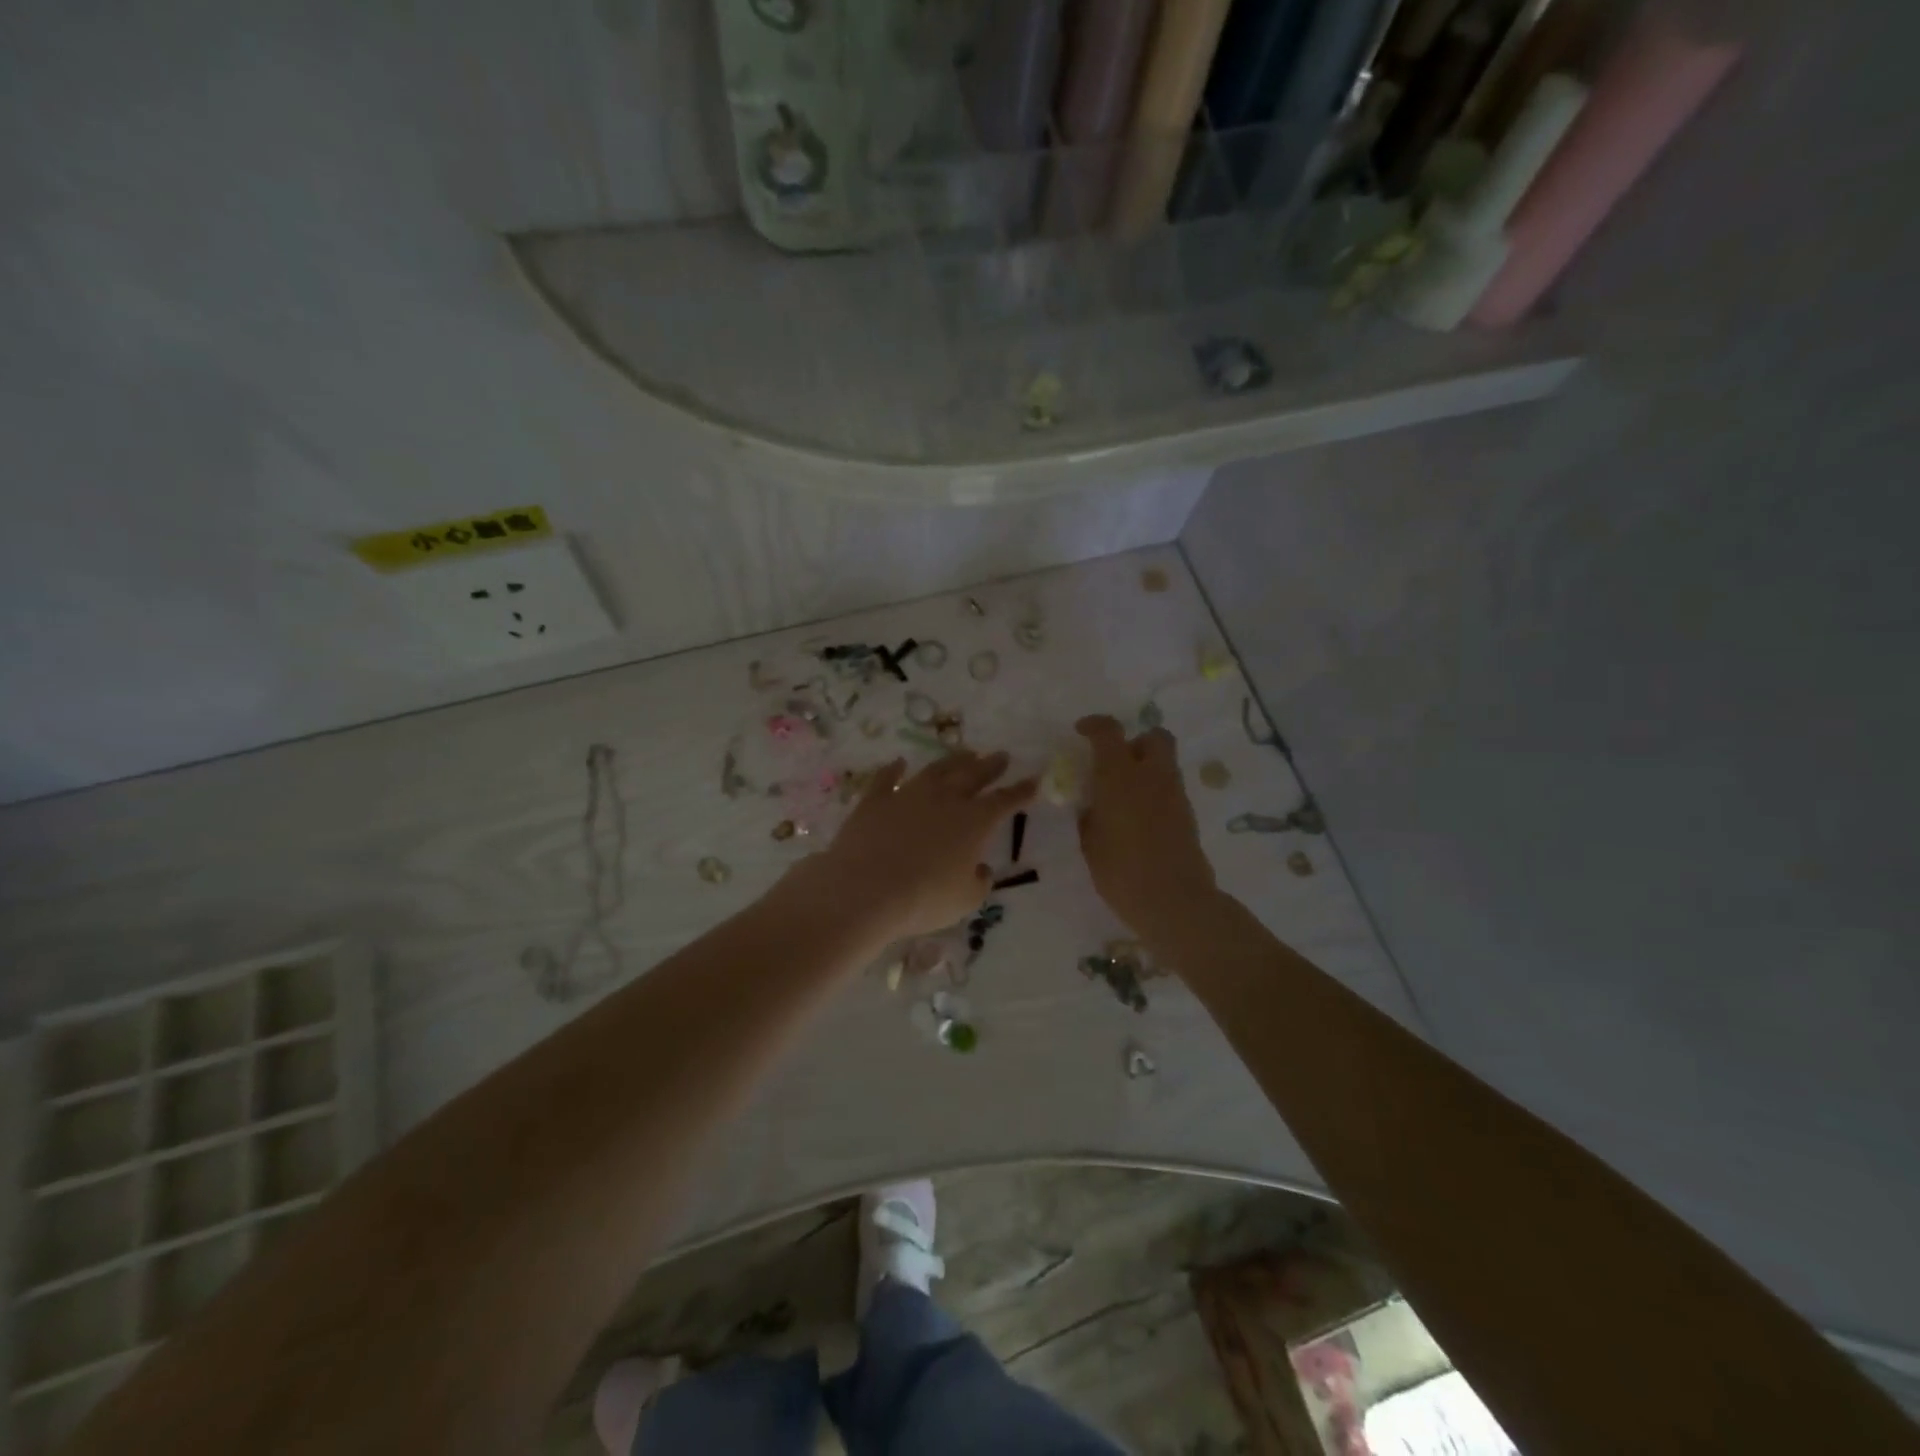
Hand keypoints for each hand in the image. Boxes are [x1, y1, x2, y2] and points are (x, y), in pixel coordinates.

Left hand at [806, 751, 1035, 940]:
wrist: (866, 889)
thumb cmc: (924, 898)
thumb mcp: (965, 900)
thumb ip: (978, 882)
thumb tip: (980, 869)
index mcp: (974, 822)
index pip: (1005, 801)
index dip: (1021, 791)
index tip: (1033, 780)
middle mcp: (945, 799)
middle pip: (973, 775)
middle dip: (990, 765)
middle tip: (1001, 755)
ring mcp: (908, 795)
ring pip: (936, 770)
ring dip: (953, 760)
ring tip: (965, 753)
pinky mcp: (875, 800)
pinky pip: (887, 778)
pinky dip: (894, 769)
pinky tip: (899, 763)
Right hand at [1075, 716, 1217, 942]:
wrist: (1173, 901)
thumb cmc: (1121, 872)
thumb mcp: (1090, 842)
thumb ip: (1090, 815)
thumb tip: (1094, 804)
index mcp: (1120, 776)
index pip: (1108, 732)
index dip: (1094, 725)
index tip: (1081, 731)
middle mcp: (1151, 775)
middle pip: (1153, 736)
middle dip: (1135, 742)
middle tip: (1116, 763)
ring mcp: (1174, 794)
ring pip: (1164, 762)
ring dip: (1145, 768)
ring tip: (1124, 796)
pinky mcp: (1188, 814)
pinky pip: (1169, 788)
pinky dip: (1154, 791)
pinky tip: (1139, 818)